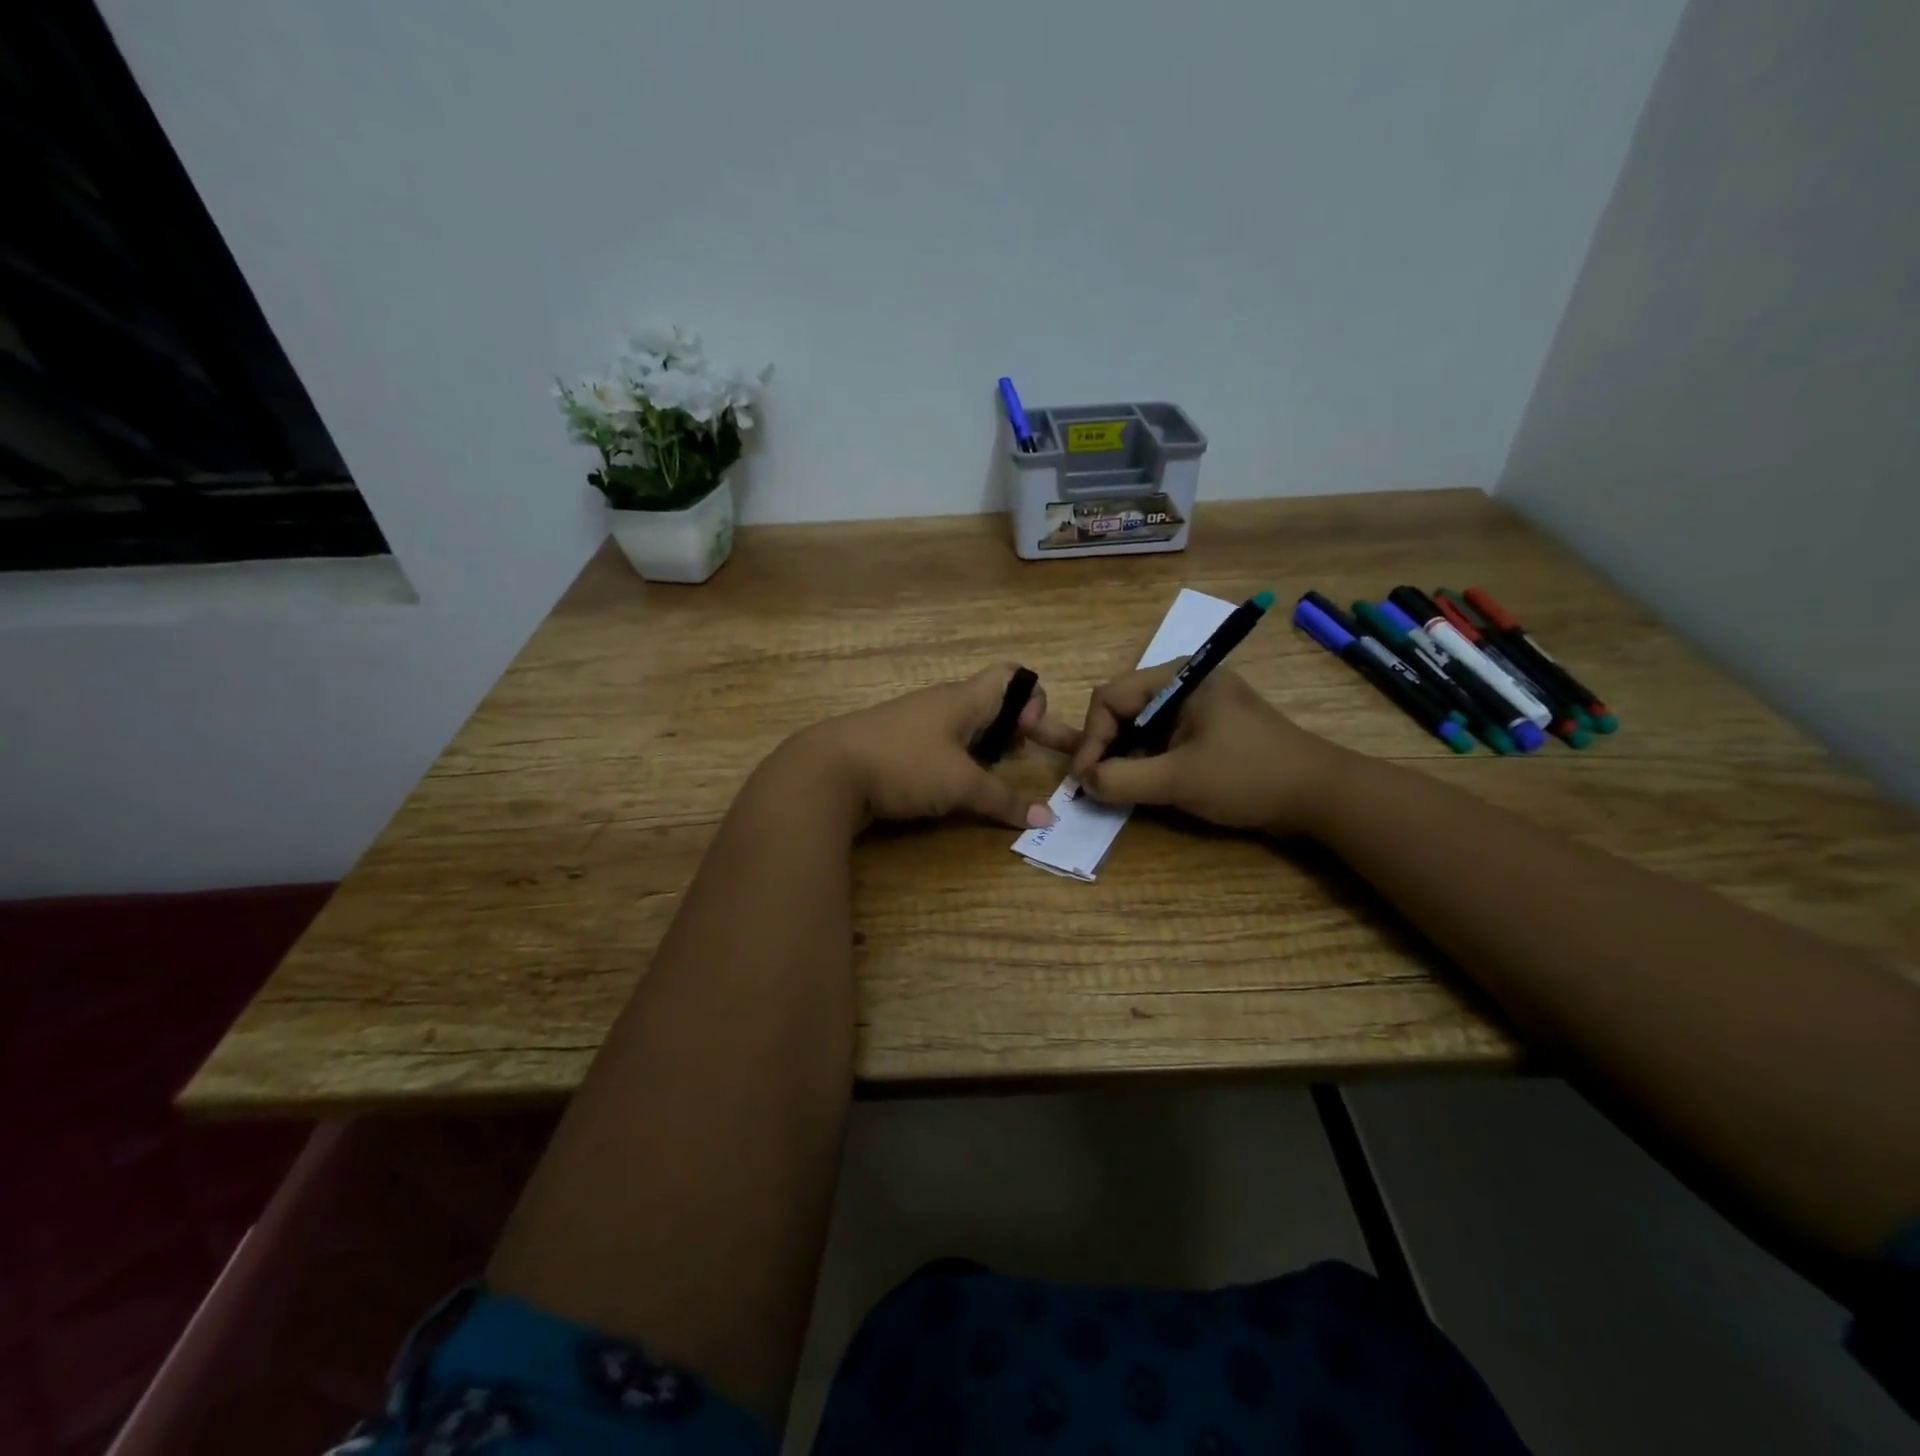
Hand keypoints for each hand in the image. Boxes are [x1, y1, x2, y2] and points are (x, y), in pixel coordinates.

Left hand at [792, 665, 1077, 829]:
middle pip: (992, 704)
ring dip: (988, 749)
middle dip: (1017, 730)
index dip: (1033, 700)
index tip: (1033, 736)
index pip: (1012, 676)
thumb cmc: (903, 764)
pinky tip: (957, 789)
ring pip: (965, 728)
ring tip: (998, 776)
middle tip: (1028, 759)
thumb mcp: (960, 783)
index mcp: (963, 698)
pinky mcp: (897, 749)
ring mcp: (916, 725)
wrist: (827, 772)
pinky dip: (959, 763)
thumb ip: (1004, 799)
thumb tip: (1047, 820)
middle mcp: (942, 704)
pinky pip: (941, 748)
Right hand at [1066, 664, 1346, 833]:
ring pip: (1138, 726)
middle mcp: (1183, 682)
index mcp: (1177, 677)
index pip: (1109, 698)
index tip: (1084, 780)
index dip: (1090, 739)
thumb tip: (1084, 782)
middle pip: (1121, 708)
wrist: (1320, 795)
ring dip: (1123, 756)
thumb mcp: (1179, 780)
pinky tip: (1143, 785)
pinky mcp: (1207, 727)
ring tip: (1115, 787)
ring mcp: (1196, 705)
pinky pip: (1160, 738)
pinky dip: (1145, 760)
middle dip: (1104, 746)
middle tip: (1095, 784)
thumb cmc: (1248, 776)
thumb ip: (1122, 780)